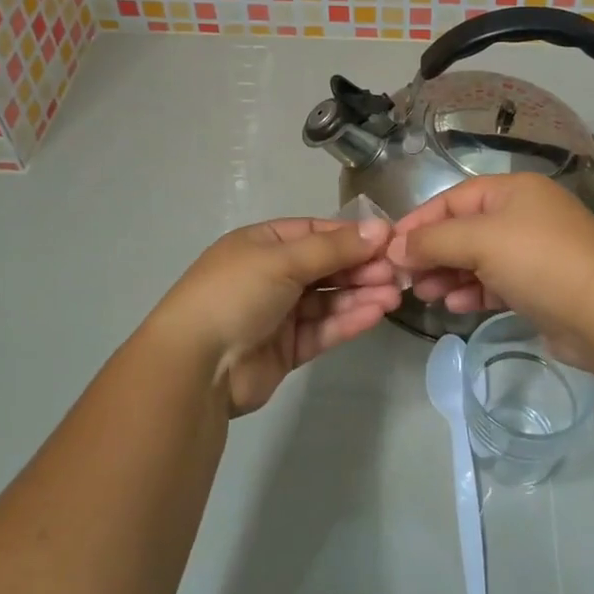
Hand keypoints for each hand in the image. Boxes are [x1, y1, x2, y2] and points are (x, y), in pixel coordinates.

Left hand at [149, 216, 400, 415]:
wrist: (196, 366)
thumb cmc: (235, 294)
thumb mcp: (283, 260)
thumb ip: (334, 248)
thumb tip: (381, 228)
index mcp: (263, 243)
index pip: (316, 232)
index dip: (352, 236)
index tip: (389, 241)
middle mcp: (272, 274)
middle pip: (326, 266)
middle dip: (361, 267)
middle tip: (397, 273)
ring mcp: (279, 312)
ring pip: (328, 299)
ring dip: (359, 294)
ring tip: (394, 295)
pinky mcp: (287, 348)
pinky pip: (323, 328)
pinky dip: (348, 320)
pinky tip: (375, 314)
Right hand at [387, 174, 593, 372]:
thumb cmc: (539, 262)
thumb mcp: (480, 241)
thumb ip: (434, 241)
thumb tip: (395, 247)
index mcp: (513, 190)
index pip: (453, 198)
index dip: (419, 221)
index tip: (389, 247)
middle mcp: (523, 215)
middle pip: (464, 229)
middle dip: (432, 252)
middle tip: (403, 277)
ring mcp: (534, 252)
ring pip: (478, 259)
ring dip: (448, 274)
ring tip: (423, 293)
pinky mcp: (540, 286)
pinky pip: (495, 283)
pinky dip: (472, 291)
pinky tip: (454, 306)